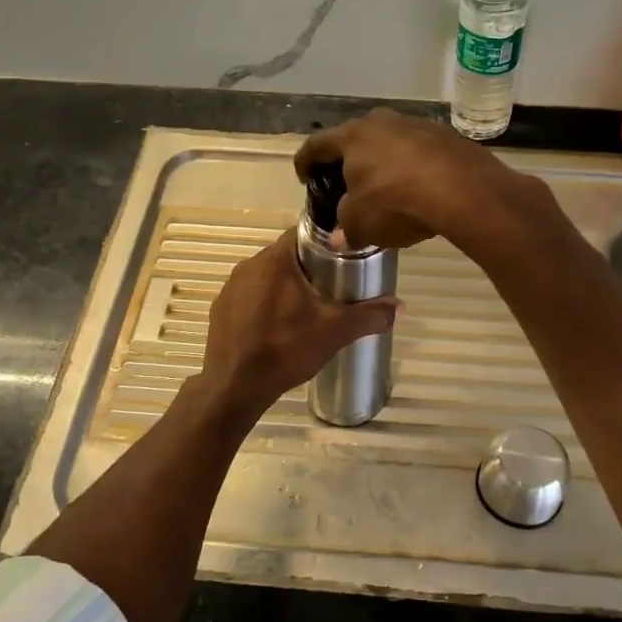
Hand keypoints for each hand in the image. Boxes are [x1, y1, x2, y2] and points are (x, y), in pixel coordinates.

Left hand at [188, 228, 398, 424]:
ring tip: (307, 312)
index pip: (304, 234)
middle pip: (286, 257)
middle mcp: (248, 266)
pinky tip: (278, 329)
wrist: (235, 386)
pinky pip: (249, 299)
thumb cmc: (286, 348)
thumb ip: (369, 315)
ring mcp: (230, 288)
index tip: (344, 260)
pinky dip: (264, 307)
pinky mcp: (220, 310)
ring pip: (266, 278)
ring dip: (285, 288)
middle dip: (309, 270)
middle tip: (333, 290)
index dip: (326, 244)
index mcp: (274, 260)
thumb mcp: (335, 331)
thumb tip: (401, 307)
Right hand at [293, 108, 539, 250]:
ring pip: (389, 142)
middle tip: (346, 183)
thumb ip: (346, 228)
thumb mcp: (361, 224)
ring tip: (385, 187)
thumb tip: (339, 239)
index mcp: (351, 137)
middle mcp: (381, 122)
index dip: (306, 162)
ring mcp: (416, 125)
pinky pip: (418, 152)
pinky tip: (417, 189)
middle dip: (348, 160)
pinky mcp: (445, 136)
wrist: (462, 189)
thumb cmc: (396, 202)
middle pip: (354, 138)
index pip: (316, 145)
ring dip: (383, 162)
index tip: (304, 177)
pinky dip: (411, 167)